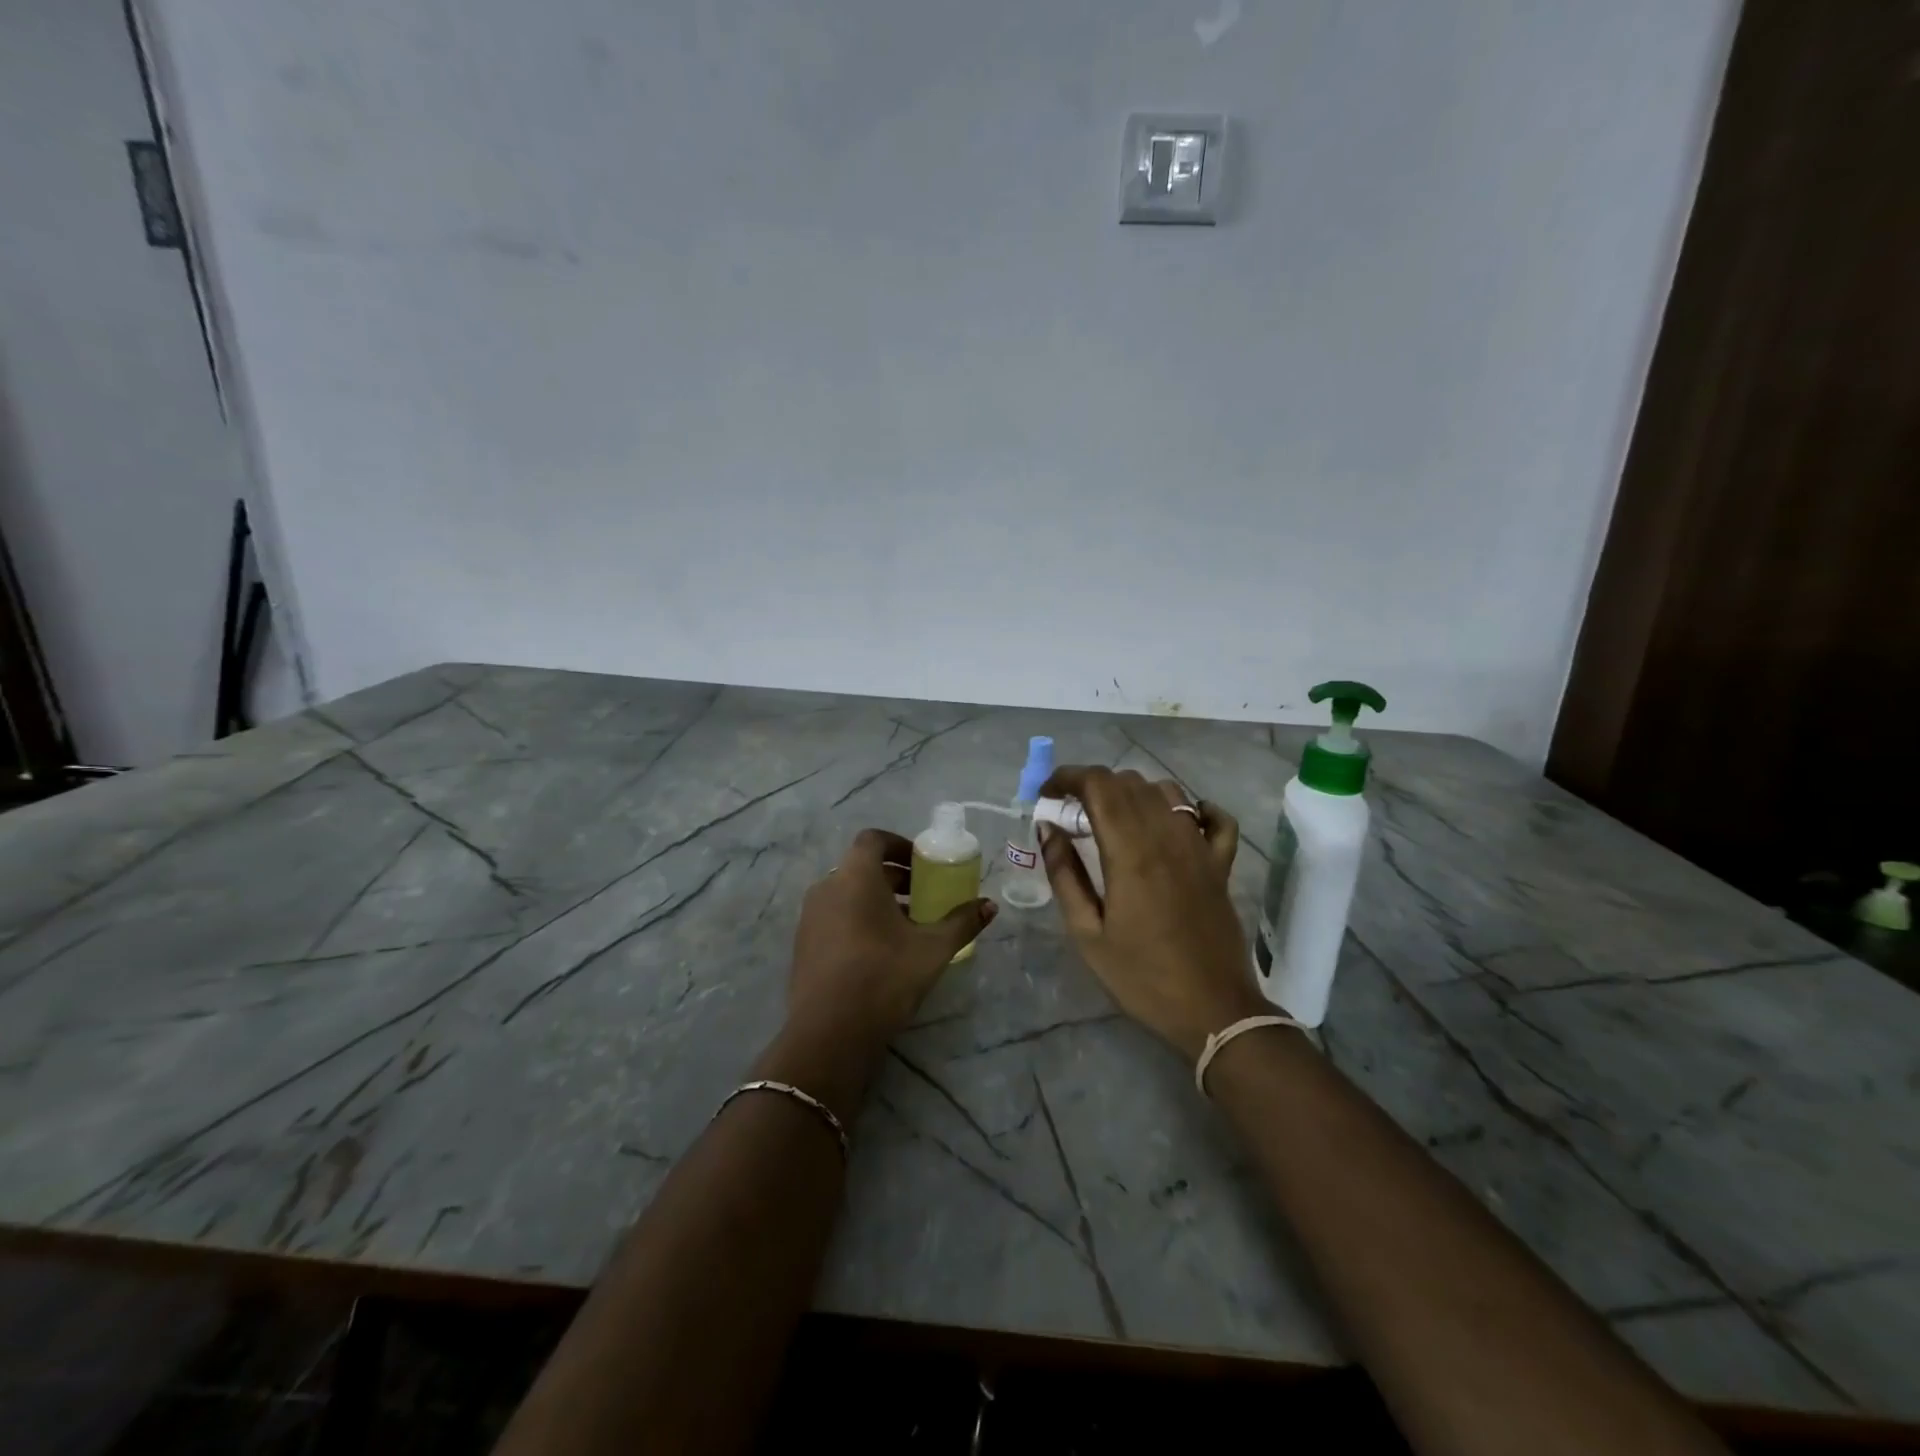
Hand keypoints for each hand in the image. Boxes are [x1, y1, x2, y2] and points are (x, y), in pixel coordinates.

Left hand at [783, 828, 995, 1058]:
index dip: (899, 844)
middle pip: (862, 867)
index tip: (922, 864)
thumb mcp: (932, 949)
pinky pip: (835, 916)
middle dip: (894, 877)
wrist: (829, 1034)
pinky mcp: (803, 944)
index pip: (873, 839)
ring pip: (848, 893)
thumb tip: (990, 906)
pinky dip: (858, 919)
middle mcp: (827, 888)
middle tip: (923, 896)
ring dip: (877, 900)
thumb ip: (962, 922)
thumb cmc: (884, 978)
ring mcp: (810, 917)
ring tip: (907, 926)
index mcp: (855, 877)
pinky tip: (880, 951)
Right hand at [1039, 767, 1264, 1059]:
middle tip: (1071, 816)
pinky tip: (1175, 823)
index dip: (1067, 777)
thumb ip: (1064, 874)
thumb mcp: (1087, 934)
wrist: (1213, 1012)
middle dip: (1092, 786)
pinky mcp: (1221, 864)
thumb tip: (1048, 829)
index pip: (1098, 785)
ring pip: (1166, 791)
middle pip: (1128, 782)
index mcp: (1130, 852)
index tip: (1046, 795)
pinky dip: (1193, 808)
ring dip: (1133, 794)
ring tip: (1113, 820)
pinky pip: (1214, 818)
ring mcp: (1200, 848)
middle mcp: (1167, 836)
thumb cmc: (1141, 977)